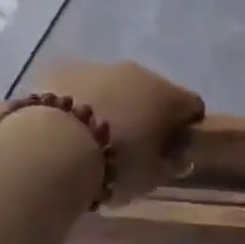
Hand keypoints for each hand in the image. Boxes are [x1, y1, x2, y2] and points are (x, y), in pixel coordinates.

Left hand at [31, 60, 204, 202]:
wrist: (53, 146)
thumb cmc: (114, 165)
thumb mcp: (150, 177)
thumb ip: (170, 164)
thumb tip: (178, 156)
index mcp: (167, 95)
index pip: (192, 105)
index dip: (186, 127)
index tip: (172, 151)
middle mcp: (137, 72)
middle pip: (152, 91)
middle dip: (146, 114)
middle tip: (131, 146)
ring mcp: (98, 66)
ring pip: (114, 85)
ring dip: (112, 104)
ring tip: (93, 139)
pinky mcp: (63, 69)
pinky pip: (81, 86)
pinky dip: (80, 102)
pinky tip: (67, 127)